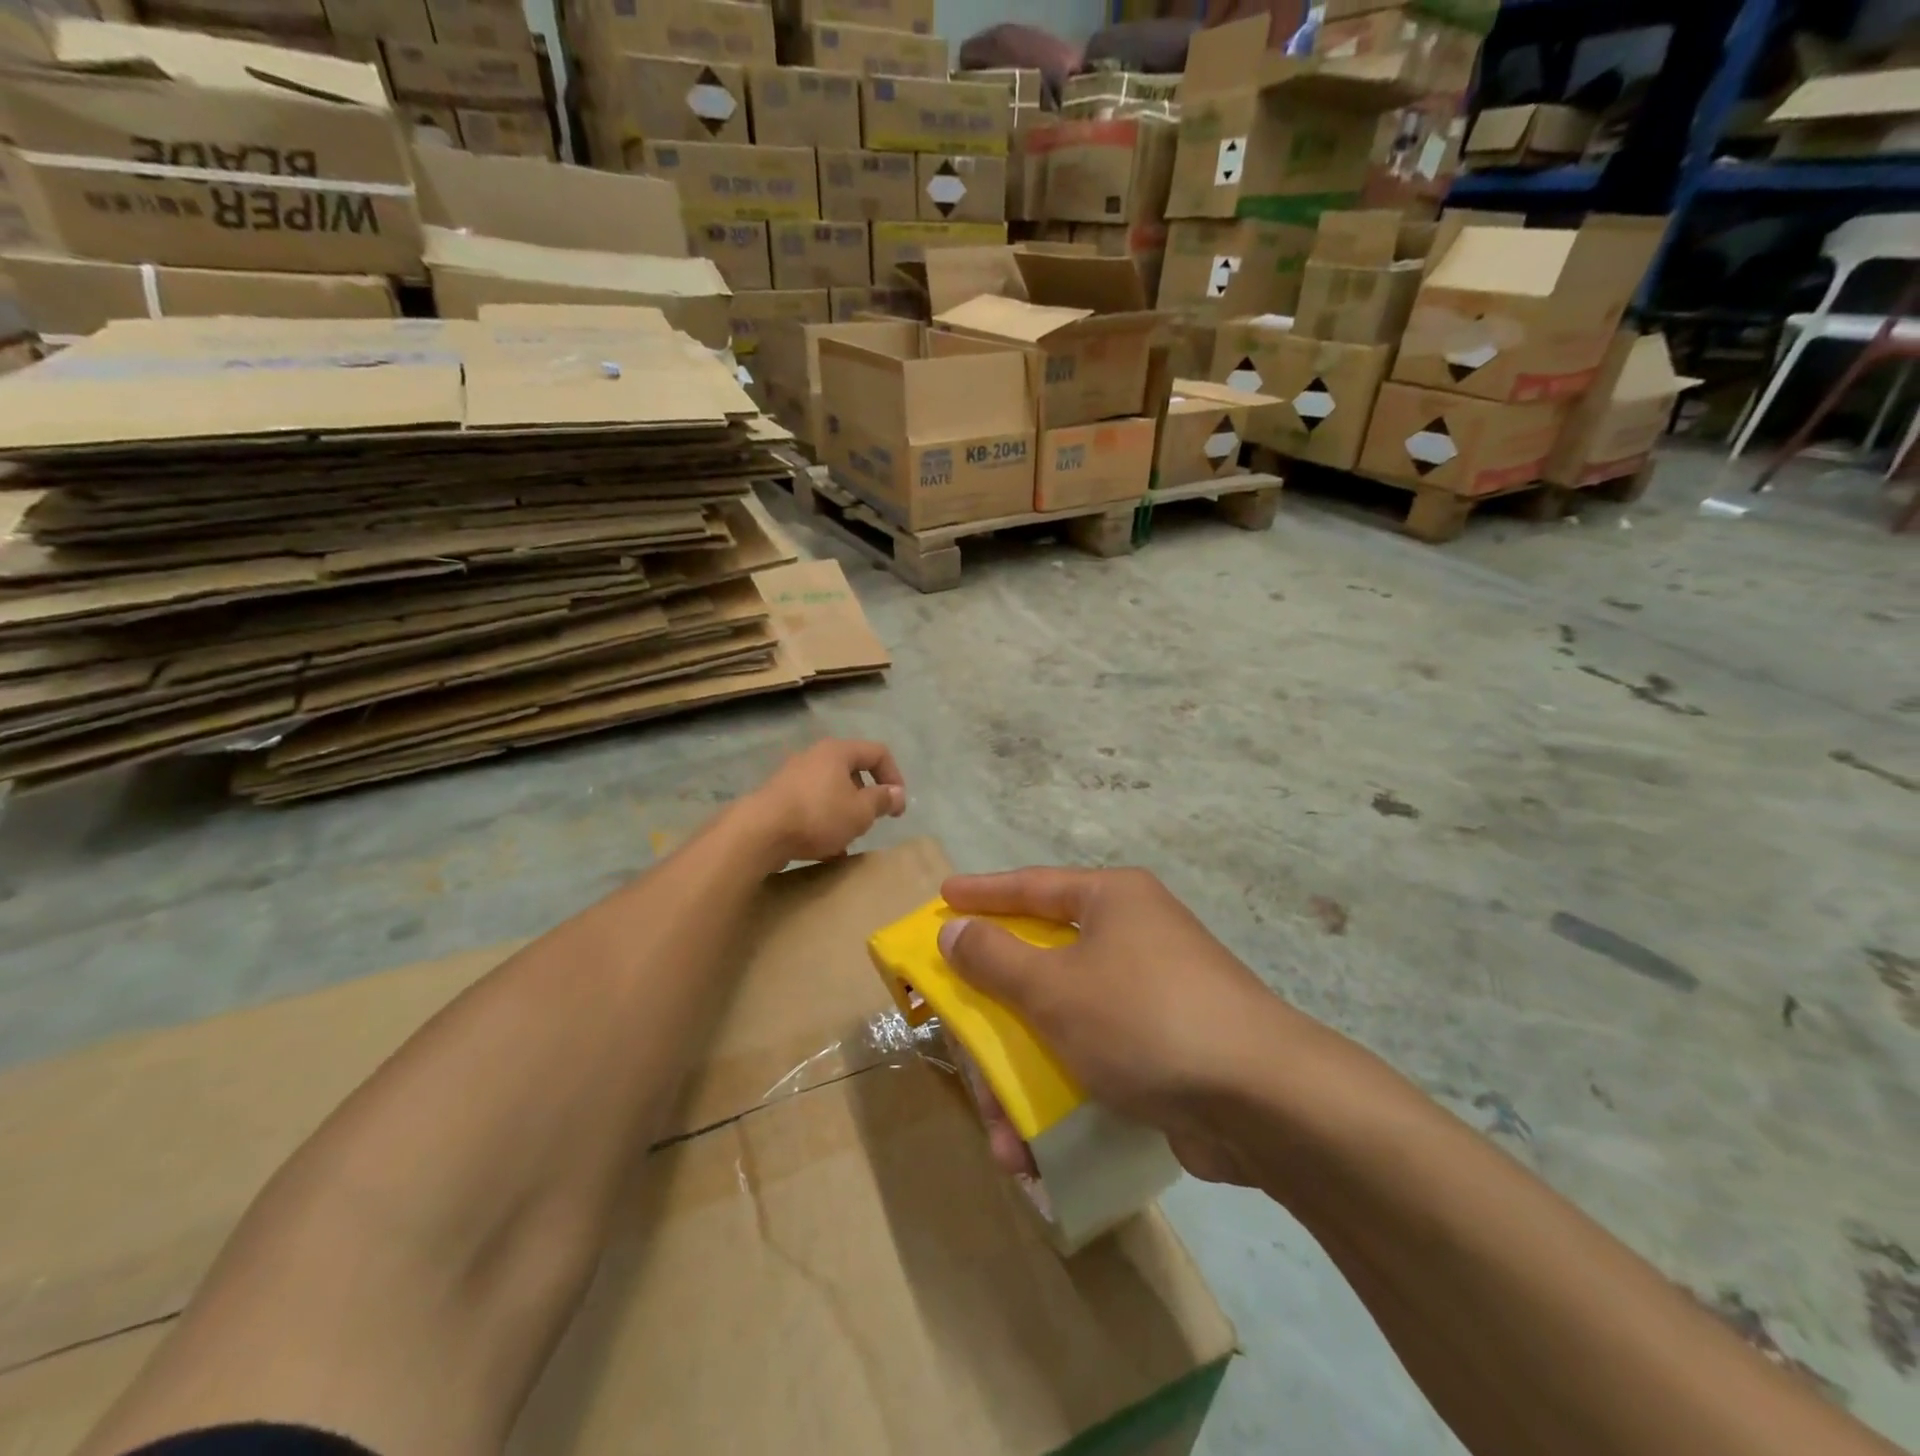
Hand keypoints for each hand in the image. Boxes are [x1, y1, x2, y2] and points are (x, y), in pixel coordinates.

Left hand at [746, 738, 905, 864]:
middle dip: (866, 796)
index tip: (896, 806)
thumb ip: (882, 800)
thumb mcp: (860, 812)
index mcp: (837, 751)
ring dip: (844, 812)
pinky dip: (822, 822)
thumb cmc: (818, 815)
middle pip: (851, 771)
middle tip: (871, 820)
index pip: (877, 752)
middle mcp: (814, 756)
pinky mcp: (777, 798)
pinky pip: (810, 806)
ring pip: (830, 791)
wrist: (759, 833)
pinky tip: (825, 850)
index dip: (894, 776)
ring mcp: (792, 776)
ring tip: (848, 838)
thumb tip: (896, 793)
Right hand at [937, 867, 1296, 1184]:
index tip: (943, 898)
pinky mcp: (1162, 1048)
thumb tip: (955, 929)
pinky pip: (1092, 1058)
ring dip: (1024, 1078)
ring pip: (1062, 1023)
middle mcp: (1132, 937)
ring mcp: (1150, 994)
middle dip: (995, 1017)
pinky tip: (1036, 1149)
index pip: (1032, 886)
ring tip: (1001, 1135)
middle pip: (1042, 965)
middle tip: (955, 1034)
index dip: (983, 894)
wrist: (1263, 1101)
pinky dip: (1062, 1095)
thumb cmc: (1144, 1018)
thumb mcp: (1055, 988)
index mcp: (1112, 901)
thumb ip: (995, 958)